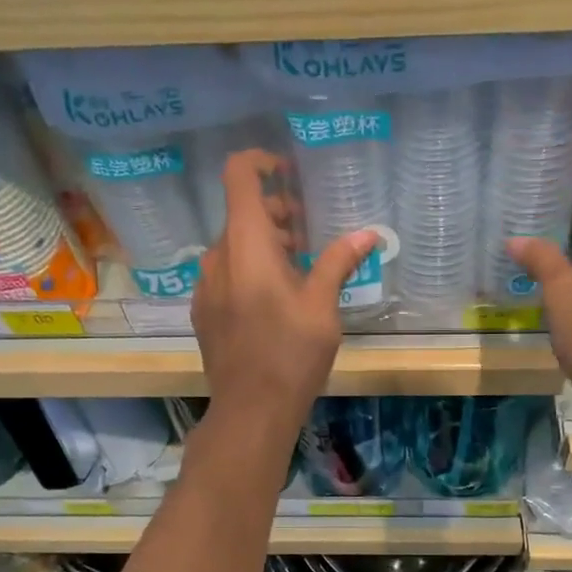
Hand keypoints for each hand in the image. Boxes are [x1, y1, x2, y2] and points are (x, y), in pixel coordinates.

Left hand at [193, 149, 374, 435]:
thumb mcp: (323, 306)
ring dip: (264, 245)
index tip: (288, 173)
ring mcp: (205, 285)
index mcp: (247, 244)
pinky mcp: (203, 311)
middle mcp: (217, 256)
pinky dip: (248, 270)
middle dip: (276, 214)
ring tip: (298, 271)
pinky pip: (225, 273)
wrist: (251, 410)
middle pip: (241, 214)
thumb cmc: (291, 354)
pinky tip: (273, 301)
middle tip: (309, 237)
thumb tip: (368, 233)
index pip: (239, 176)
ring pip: (234, 246)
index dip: (261, 162)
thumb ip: (339, 262)